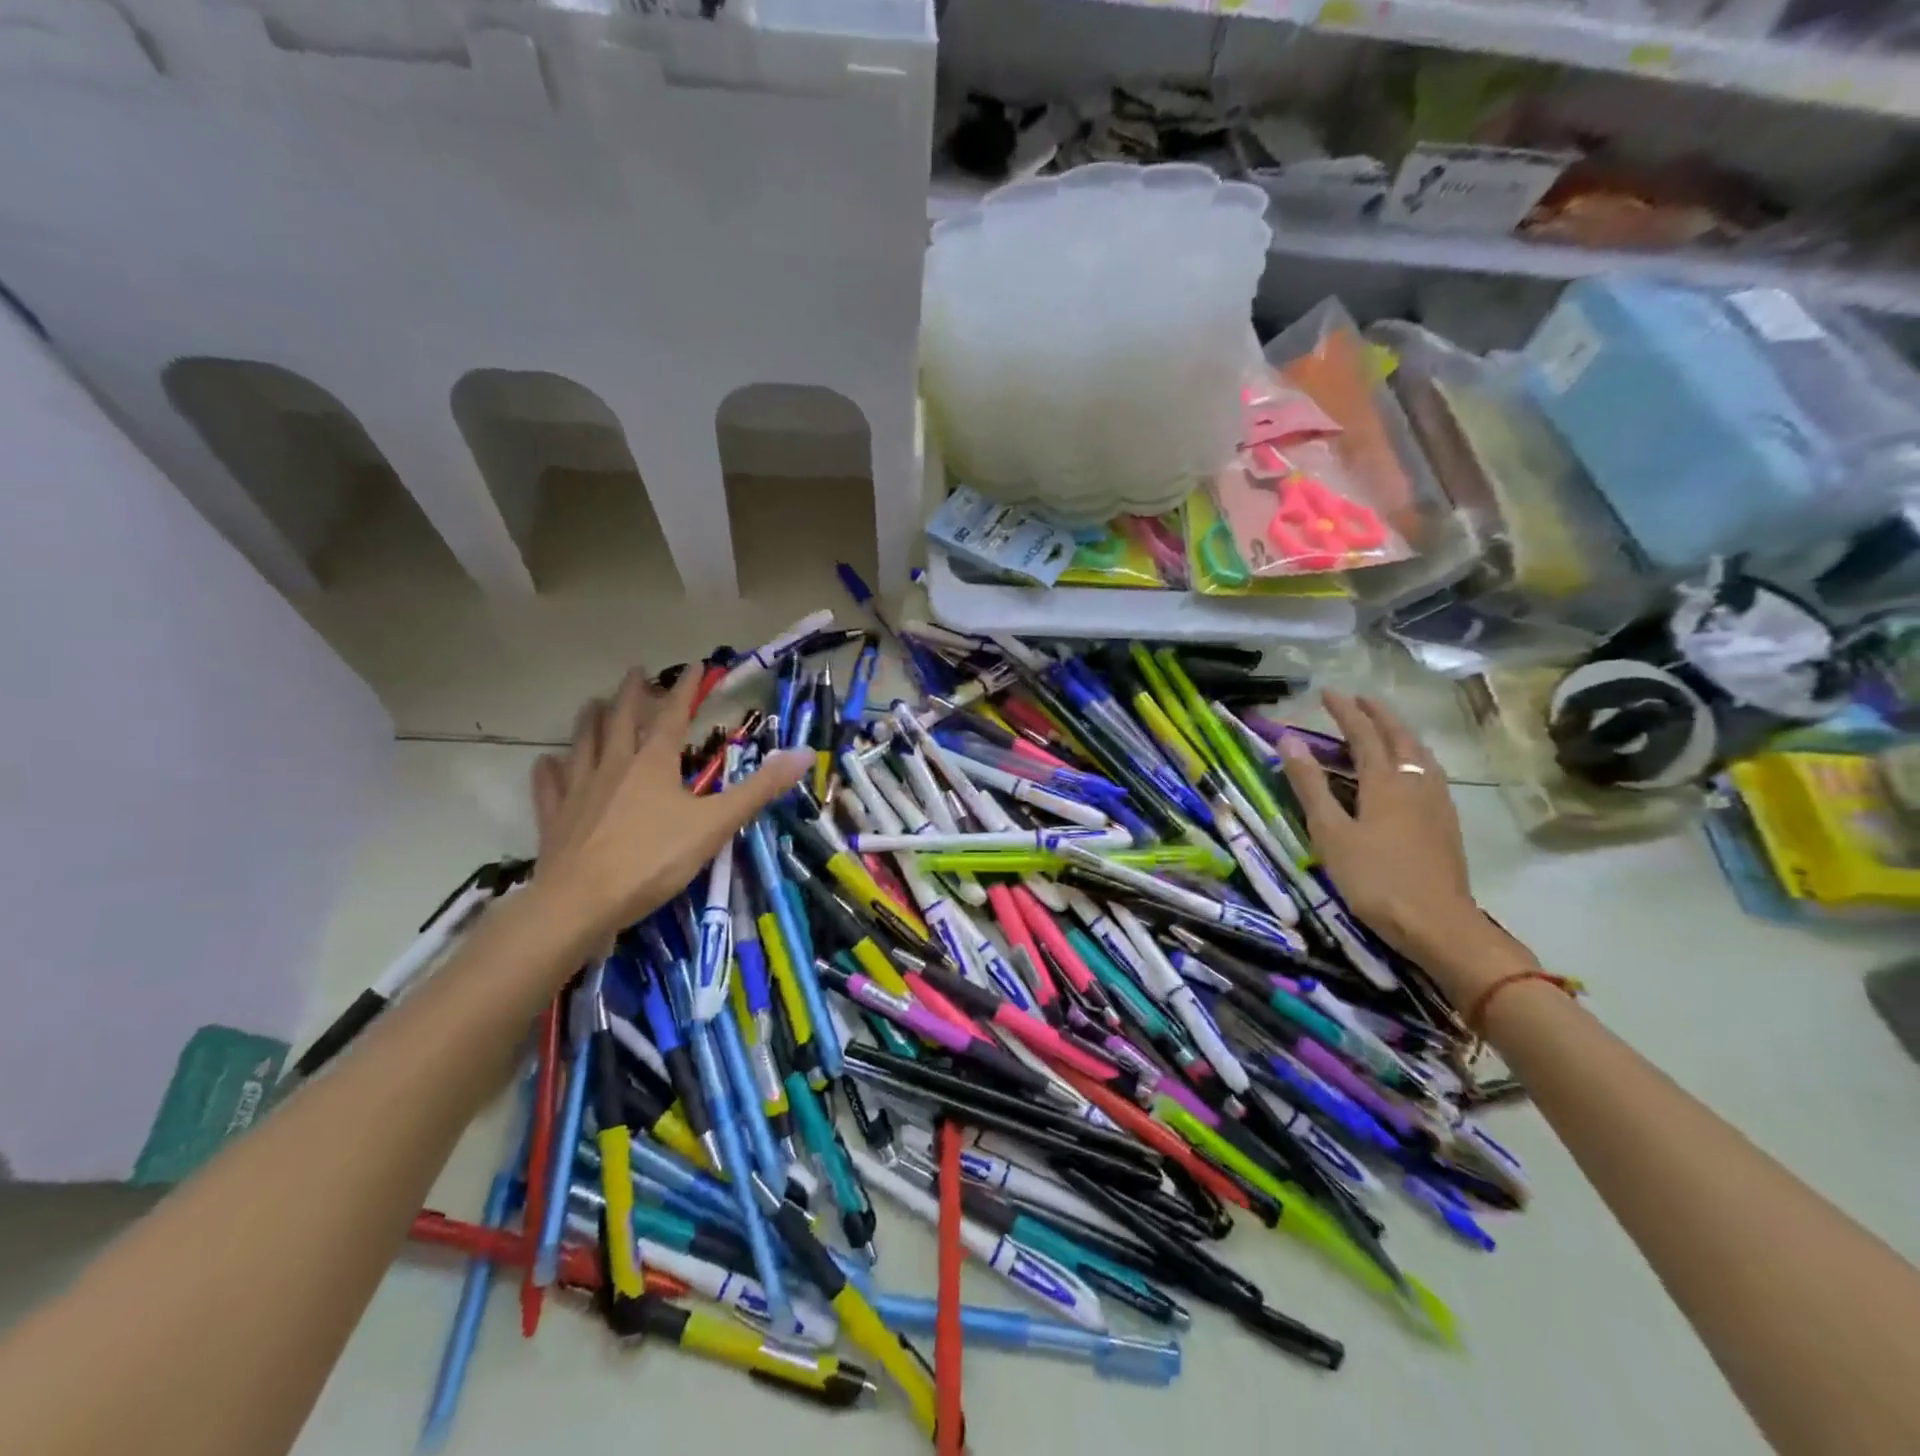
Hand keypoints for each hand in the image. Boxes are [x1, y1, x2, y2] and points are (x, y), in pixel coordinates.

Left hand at [529, 668, 810, 947]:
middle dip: (631, 693)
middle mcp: (614, 765)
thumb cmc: (653, 859)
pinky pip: (550, 785)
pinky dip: (549, 770)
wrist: (581, 902)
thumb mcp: (716, 824)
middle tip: (635, 671)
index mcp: (653, 762)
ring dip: (589, 720)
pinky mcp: (555, 818)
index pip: (672, 715)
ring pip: (583, 744)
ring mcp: (579, 789)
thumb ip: (759, 788)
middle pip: (620, 719)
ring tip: (592, 703)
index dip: (685, 689)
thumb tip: (804, 754)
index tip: (694, 666)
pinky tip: (547, 762)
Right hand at [1277, 692, 1490, 984]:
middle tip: (1359, 700)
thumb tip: (1289, 741)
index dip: (1345, 711)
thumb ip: (1310, 786)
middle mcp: (1415, 783)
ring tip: (1386, 727)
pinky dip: (1415, 756)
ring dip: (1401, 732)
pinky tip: (1413, 771)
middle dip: (1378, 714)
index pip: (1363, 734)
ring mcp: (1437, 803)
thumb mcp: (1330, 833)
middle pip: (1399, 737)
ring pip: (1421, 753)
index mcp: (1384, 782)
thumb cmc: (1374, 879)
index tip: (1327, 693)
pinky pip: (1430, 773)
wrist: (1438, 924)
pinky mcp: (1447, 823)